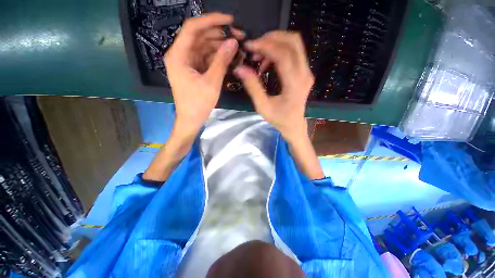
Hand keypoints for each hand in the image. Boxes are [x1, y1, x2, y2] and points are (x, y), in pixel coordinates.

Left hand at [165, 13, 242, 136]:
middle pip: (199, 36)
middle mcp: (180, 55)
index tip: (229, 20)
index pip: (193, 28)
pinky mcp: (193, 70)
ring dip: (219, 46)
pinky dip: (216, 57)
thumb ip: (222, 60)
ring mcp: (186, 62)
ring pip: (203, 47)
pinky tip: (228, 57)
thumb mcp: (212, 82)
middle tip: (237, 37)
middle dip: (218, 35)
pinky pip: (205, 58)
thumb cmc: (198, 103)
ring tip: (235, 47)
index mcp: (178, 55)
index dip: (211, 20)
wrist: (191, 119)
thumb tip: (233, 42)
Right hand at [233, 31, 313, 139]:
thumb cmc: (279, 119)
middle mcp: (305, 74)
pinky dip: (279, 50)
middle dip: (271, 38)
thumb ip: (253, 87)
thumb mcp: (263, 107)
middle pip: (293, 41)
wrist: (294, 125)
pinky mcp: (305, 72)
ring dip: (275, 43)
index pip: (283, 55)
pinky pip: (294, 52)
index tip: (249, 46)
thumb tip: (240, 68)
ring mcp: (307, 71)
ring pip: (294, 44)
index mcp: (294, 84)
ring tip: (259, 55)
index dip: (265, 46)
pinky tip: (267, 62)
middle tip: (254, 47)